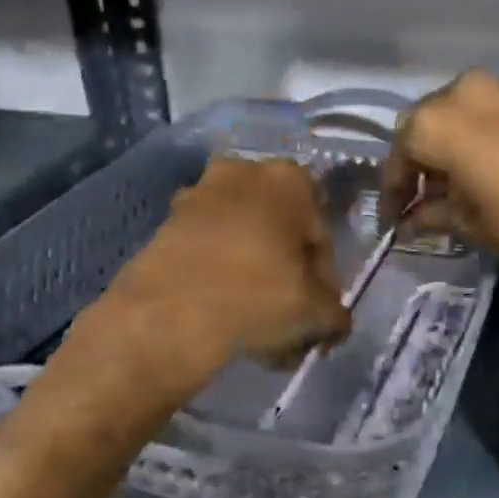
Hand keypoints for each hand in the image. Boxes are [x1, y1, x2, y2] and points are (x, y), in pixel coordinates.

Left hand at [0, 156, 348, 497]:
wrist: (167, 316)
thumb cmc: (257, 298)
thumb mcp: (316, 313)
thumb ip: (335, 313)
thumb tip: (333, 321)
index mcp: (289, 179)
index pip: (320, 235)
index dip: (324, 278)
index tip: (318, 312)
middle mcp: (242, 172)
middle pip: (278, 231)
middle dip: (285, 272)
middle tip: (288, 316)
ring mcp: (197, 194)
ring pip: (241, 240)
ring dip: (252, 275)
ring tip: (254, 325)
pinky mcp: (164, 223)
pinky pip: (207, 250)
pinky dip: (218, 276)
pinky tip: (223, 316)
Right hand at [381, 70, 498, 344]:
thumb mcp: (473, 224)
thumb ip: (433, 214)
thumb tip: (412, 218)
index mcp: (440, 119)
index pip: (400, 152)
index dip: (393, 189)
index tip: (393, 218)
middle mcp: (467, 90)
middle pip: (428, 125)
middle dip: (422, 163)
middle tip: (422, 200)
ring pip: (463, 116)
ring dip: (453, 148)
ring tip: (458, 188)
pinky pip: (496, 115)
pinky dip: (484, 139)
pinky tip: (494, 171)